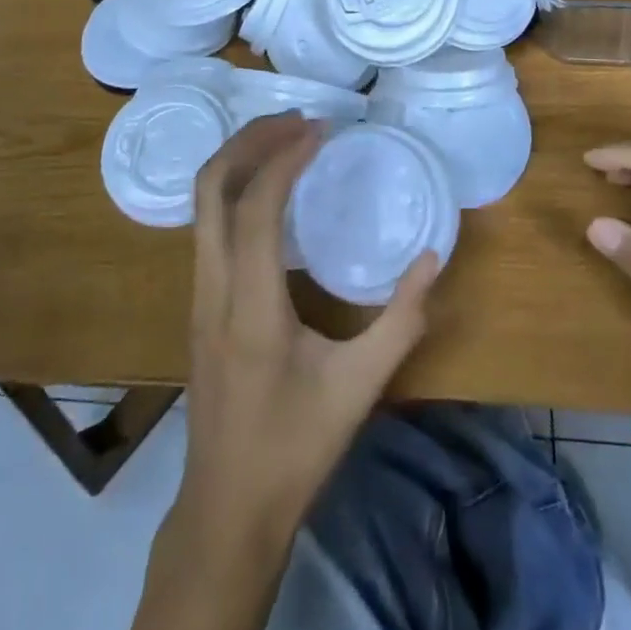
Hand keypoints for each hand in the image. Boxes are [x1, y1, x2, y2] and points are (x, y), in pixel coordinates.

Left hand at [180, 112, 438, 539]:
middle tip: (297, 119)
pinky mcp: (199, 302)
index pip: (255, 207)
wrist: (226, 510)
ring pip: (201, 203)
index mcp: (251, 306)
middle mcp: (213, 288)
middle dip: (249, 140)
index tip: (320, 131)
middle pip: (210, 188)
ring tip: (285, 140)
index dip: (283, 158)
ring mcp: (198, 294)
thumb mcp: (360, 388)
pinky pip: (207, 224)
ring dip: (239, 159)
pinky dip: (234, 187)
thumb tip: (433, 258)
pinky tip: (269, 189)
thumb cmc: (295, 449)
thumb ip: (401, 321)